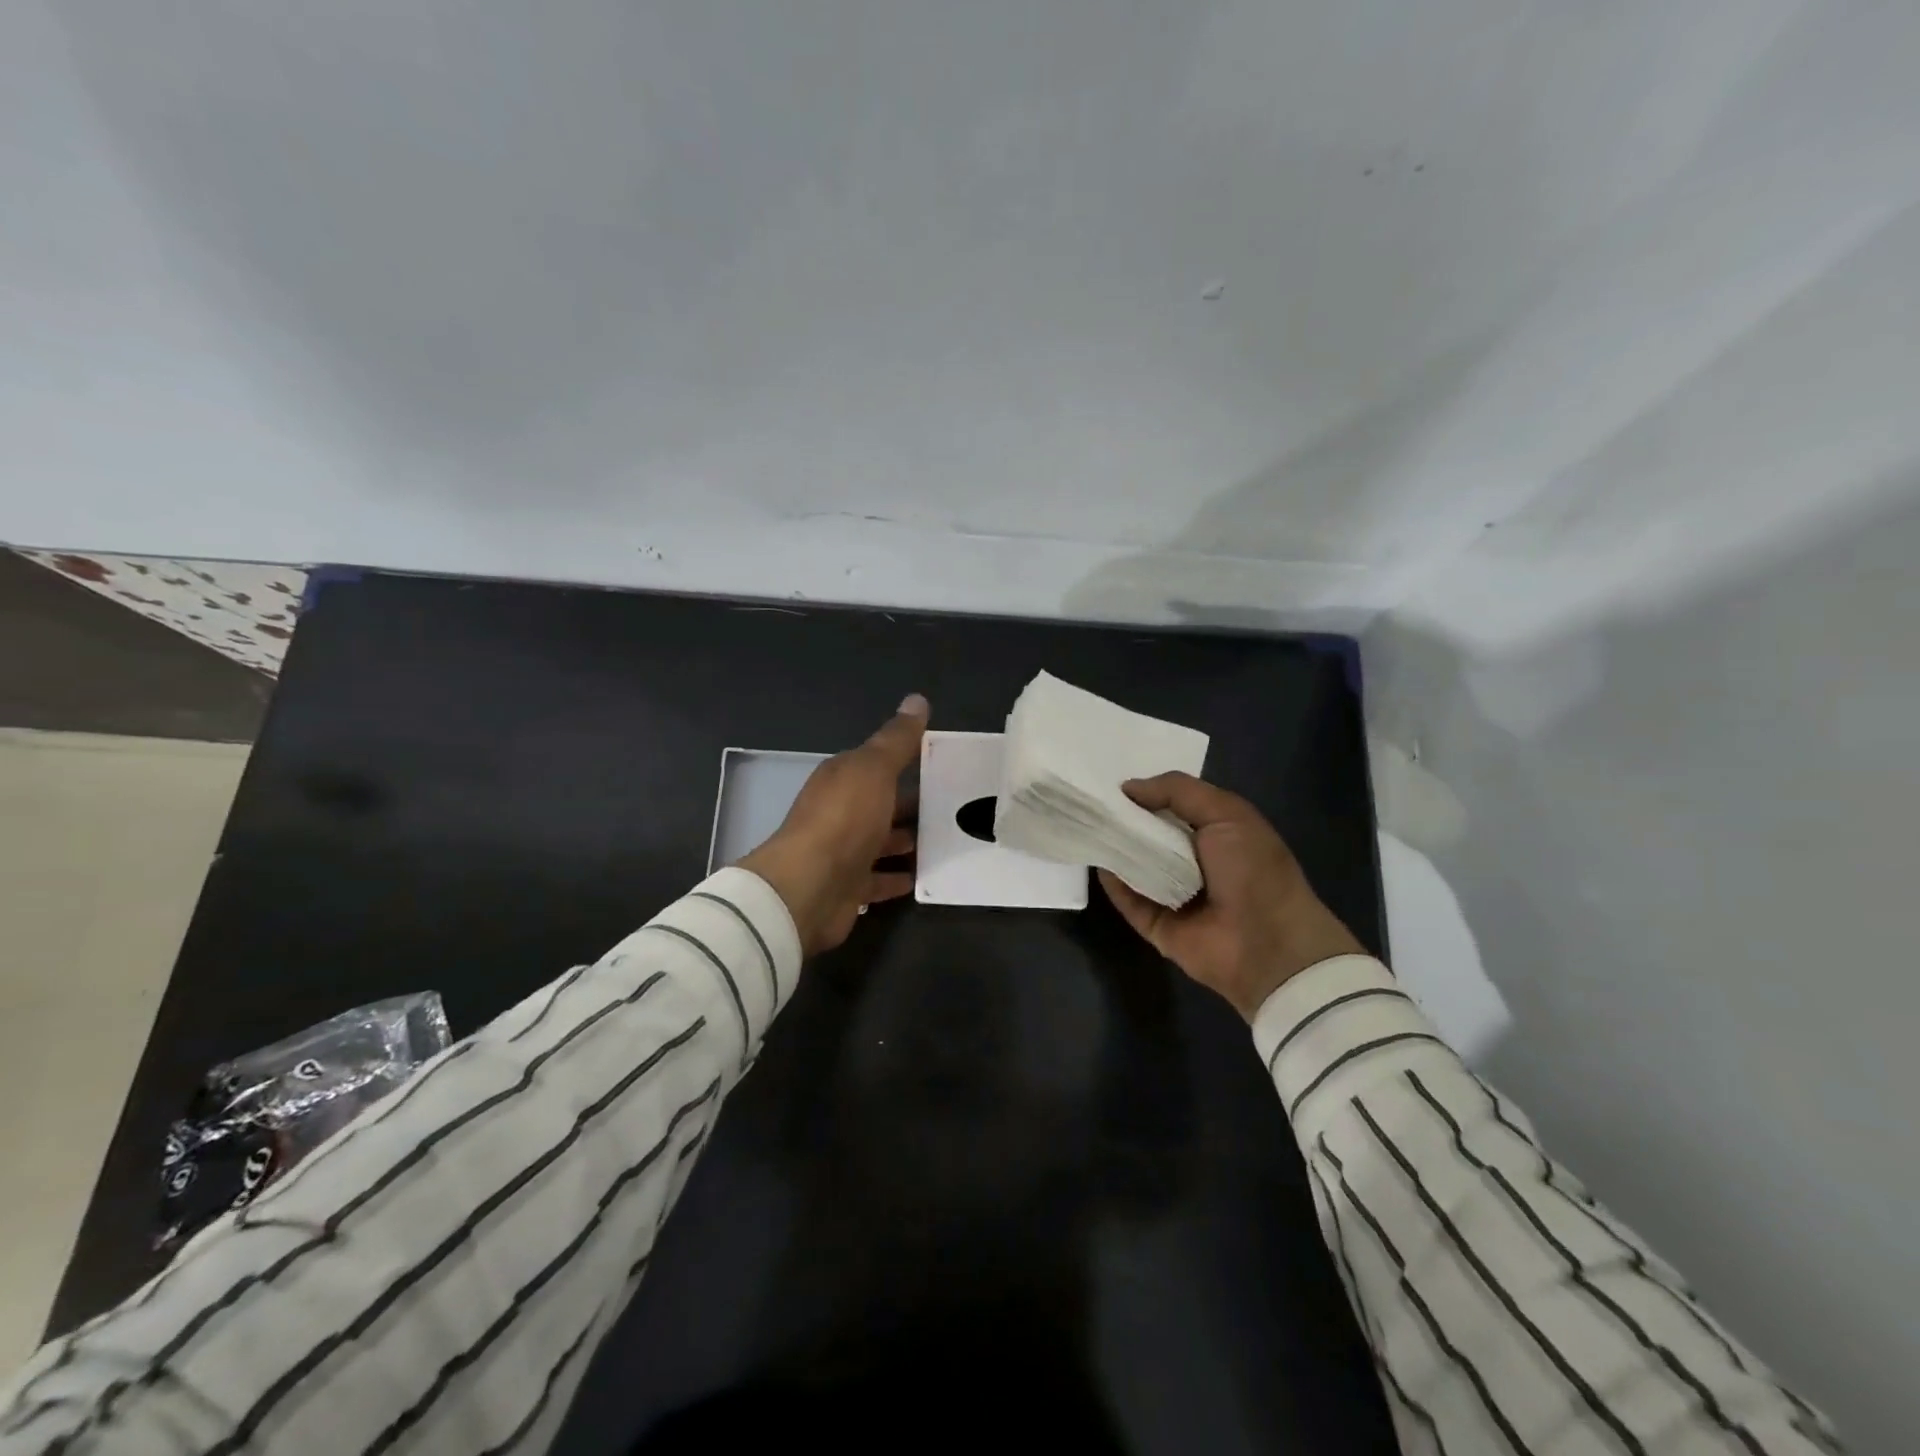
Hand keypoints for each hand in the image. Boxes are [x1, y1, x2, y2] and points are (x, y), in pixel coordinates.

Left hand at [739, 694, 927, 956]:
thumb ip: (897, 739)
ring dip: (906, 841)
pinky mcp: (848, 888)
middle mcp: (839, 812)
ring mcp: (842, 852)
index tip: (944, 765)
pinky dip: (896, 877)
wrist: (809, 888)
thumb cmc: (844, 820)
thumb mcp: (874, 769)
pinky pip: (877, 879)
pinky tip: (921, 877)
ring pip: (880, 842)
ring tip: (945, 841)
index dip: (908, 761)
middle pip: (881, 804)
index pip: (877, 764)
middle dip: (912, 805)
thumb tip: (917, 699)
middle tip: (954, 808)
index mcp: (842, 779)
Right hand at [1098, 772, 1365, 1020]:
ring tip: (1085, 824)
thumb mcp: (1226, 813)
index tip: (1112, 783)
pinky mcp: (1156, 924)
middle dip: (1123, 819)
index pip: (1172, 808)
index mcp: (1216, 834)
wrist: (1269, 945)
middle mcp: (1193, 862)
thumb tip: (1128, 788)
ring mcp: (1172, 895)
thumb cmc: (1254, 870)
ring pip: (1134, 866)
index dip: (1146, 794)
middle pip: (1149, 835)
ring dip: (1113, 847)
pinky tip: (1096, 859)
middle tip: (1090, 801)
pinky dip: (1112, 882)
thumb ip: (1178, 791)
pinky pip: (1128, 899)